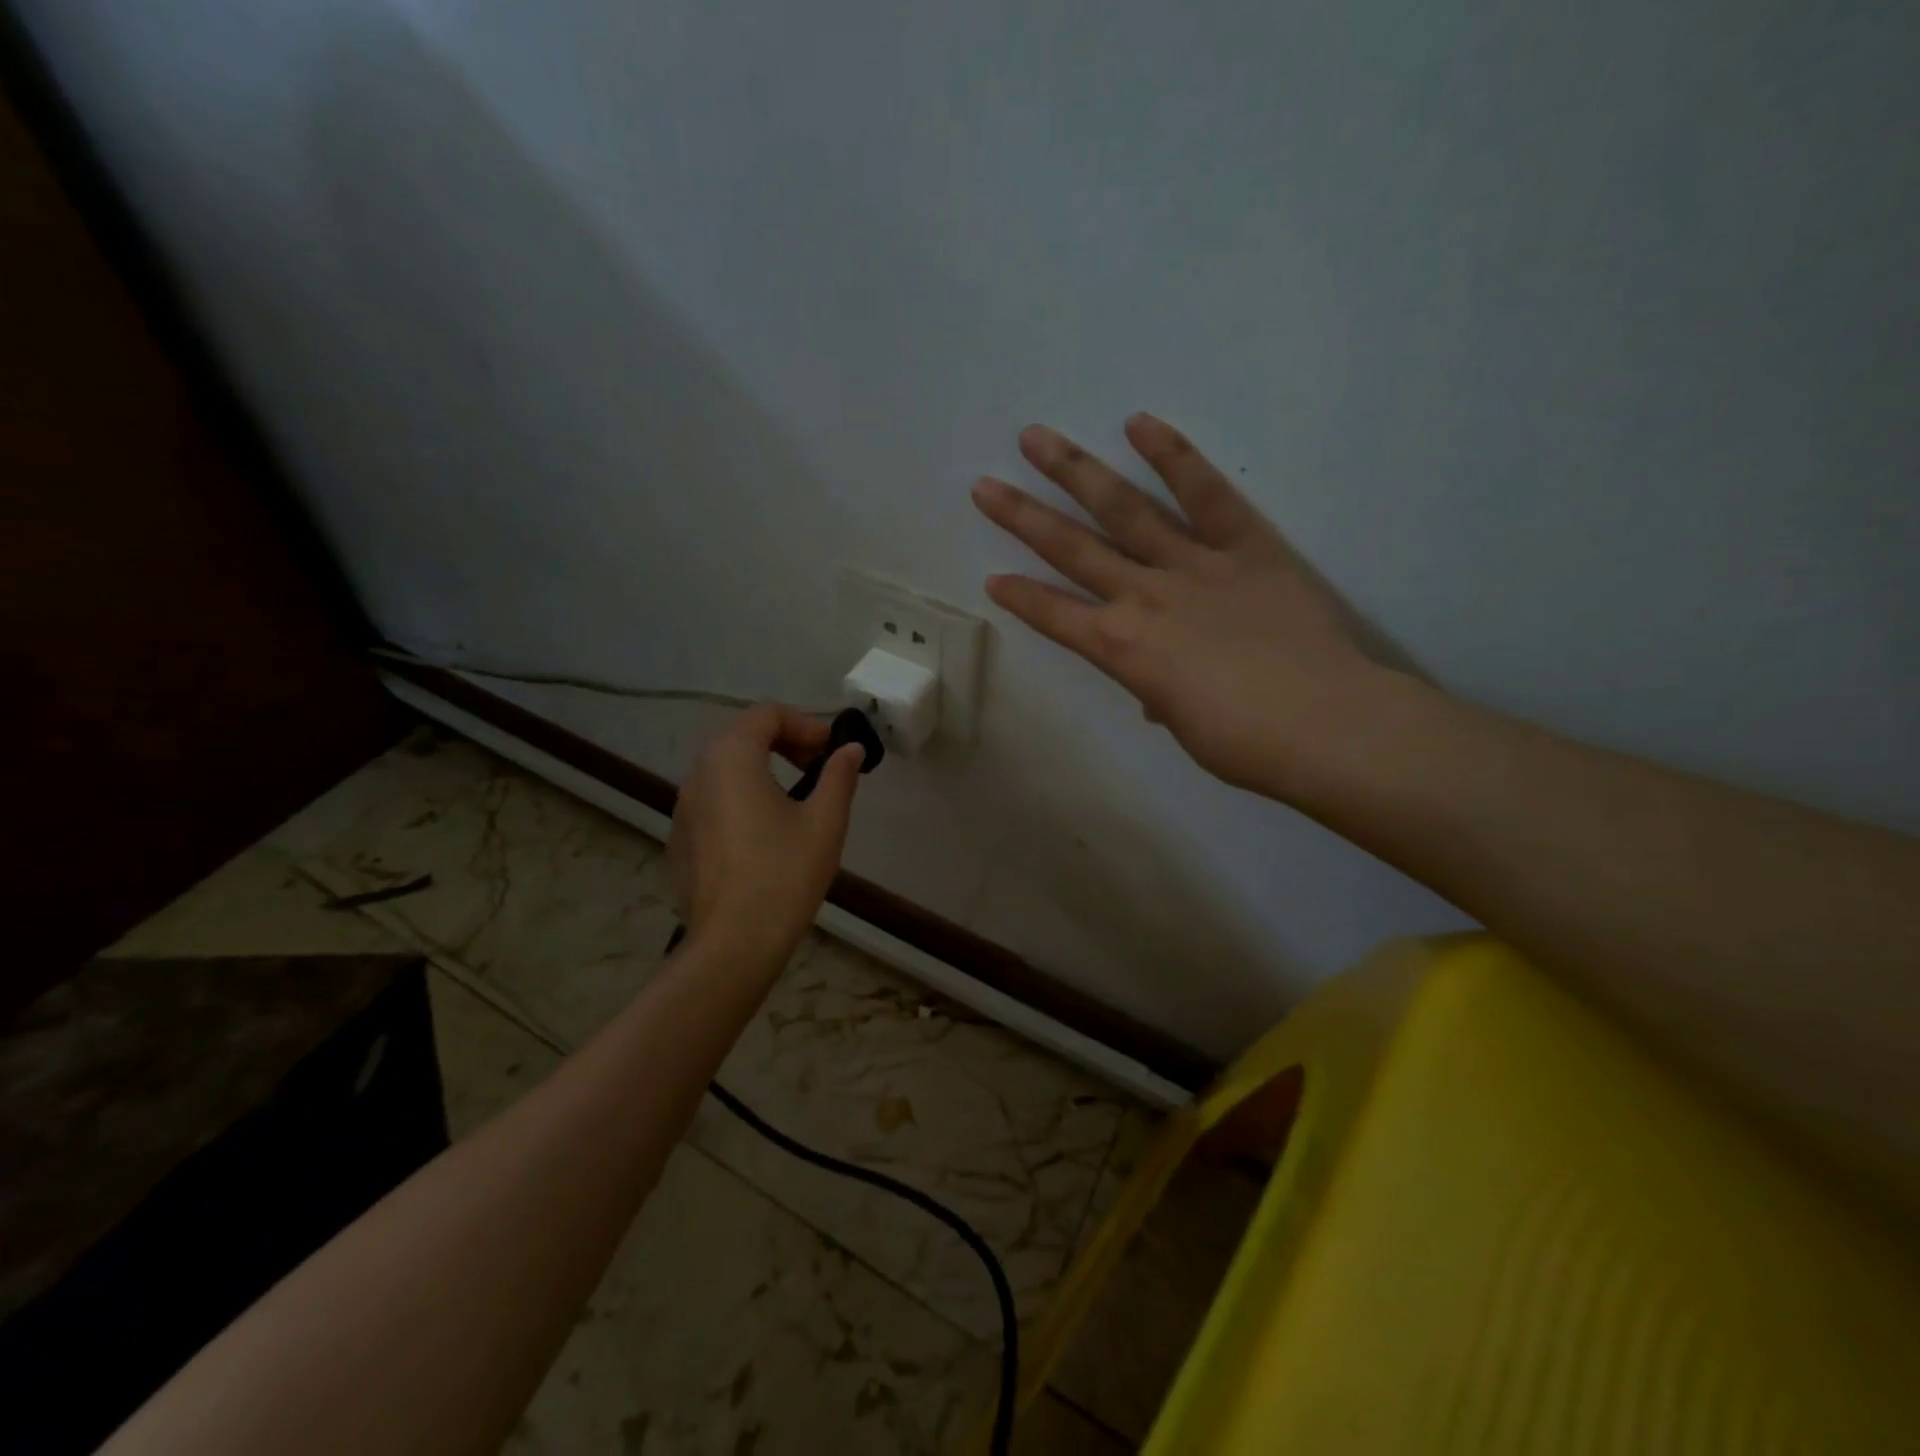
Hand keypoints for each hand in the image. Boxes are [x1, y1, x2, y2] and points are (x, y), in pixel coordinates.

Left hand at [668, 705, 863, 964]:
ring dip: (762, 768)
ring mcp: (683, 807)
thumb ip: (838, 776)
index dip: (805, 725)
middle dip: (783, 742)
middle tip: (818, 769)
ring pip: (725, 767)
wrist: (734, 944)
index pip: (766, 714)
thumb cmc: (784, 875)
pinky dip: (741, 796)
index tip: (831, 753)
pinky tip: (764, 834)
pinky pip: (713, 798)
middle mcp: (699, 773)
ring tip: (795, 799)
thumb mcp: (825, 821)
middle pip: (741, 735)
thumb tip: (850, 749)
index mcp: (732, 759)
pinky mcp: (679, 837)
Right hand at [971, 413, 1386, 796]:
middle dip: (1023, 518)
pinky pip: (1205, 492)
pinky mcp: (1245, 543)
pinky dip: (1173, 456)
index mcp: (1122, 650)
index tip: (993, 579)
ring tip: (1036, 437)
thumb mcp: (1184, 725)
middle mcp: (1143, 597)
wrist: (1325, 725)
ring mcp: (1192, 564)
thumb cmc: (1245, 743)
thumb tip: (1156, 691)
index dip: (1021, 597)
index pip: (1055, 616)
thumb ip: (1159, 694)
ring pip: (1123, 509)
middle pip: (1072, 550)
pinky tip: (1138, 423)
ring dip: (1075, 471)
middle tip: (984, 485)